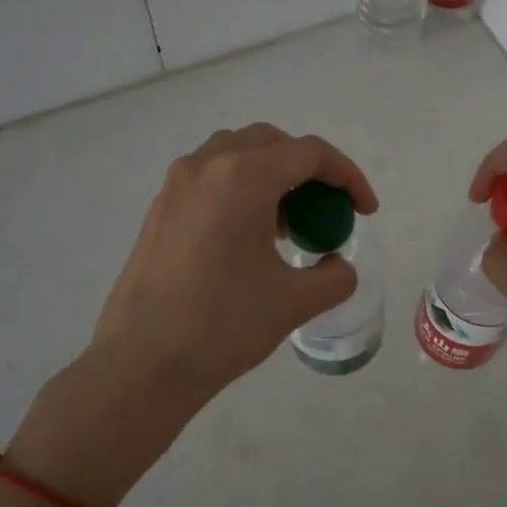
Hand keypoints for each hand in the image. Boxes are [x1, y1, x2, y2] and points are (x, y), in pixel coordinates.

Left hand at [93, 123, 378, 403]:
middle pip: (271, 143)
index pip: (310, 154)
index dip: (348, 176)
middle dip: (309, 169)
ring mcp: (176, 185)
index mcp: (243, 178)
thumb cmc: (223, 325)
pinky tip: (248, 238)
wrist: (142, 363)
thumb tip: (337, 266)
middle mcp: (206, 166)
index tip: (364, 211)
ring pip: (236, 154)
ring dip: (272, 175)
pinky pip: (210, 178)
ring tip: (287, 225)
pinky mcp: (159, 209)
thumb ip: (335, 276)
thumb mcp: (295, 302)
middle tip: (326, 210)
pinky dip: (240, 189)